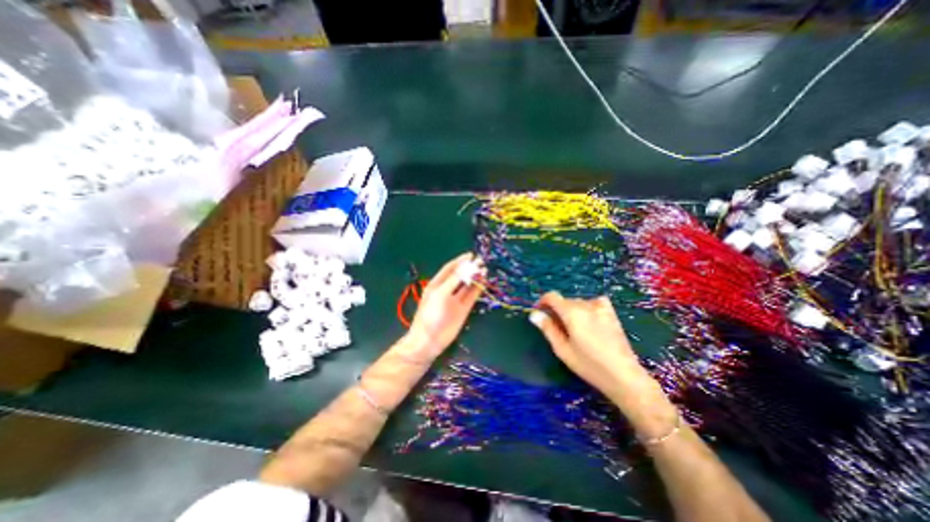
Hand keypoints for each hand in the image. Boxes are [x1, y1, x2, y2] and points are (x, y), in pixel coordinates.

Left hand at [406, 254, 483, 357]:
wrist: (429, 340)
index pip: (450, 268)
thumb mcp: (440, 293)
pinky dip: (478, 288)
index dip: (459, 261)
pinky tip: (483, 281)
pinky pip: (472, 296)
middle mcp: (447, 290)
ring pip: (467, 285)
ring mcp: (456, 300)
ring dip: (475, 278)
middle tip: (481, 261)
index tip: (471, 255)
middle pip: (460, 276)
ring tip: (484, 270)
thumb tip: (465, 267)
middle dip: (470, 268)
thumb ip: (453, 280)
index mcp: (437, 284)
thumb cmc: (431, 314)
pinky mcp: (463, 309)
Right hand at [530, 291, 676, 437]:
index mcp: (572, 312)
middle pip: (564, 300)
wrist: (624, 376)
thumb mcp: (562, 349)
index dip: (542, 302)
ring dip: (571, 311)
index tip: (540, 313)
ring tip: (575, 330)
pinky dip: (587, 308)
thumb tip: (534, 313)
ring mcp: (600, 307)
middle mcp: (586, 304)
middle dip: (557, 310)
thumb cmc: (589, 365)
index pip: (552, 296)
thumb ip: (548, 328)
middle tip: (557, 330)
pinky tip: (589, 321)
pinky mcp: (611, 312)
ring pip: (577, 303)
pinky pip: (593, 302)